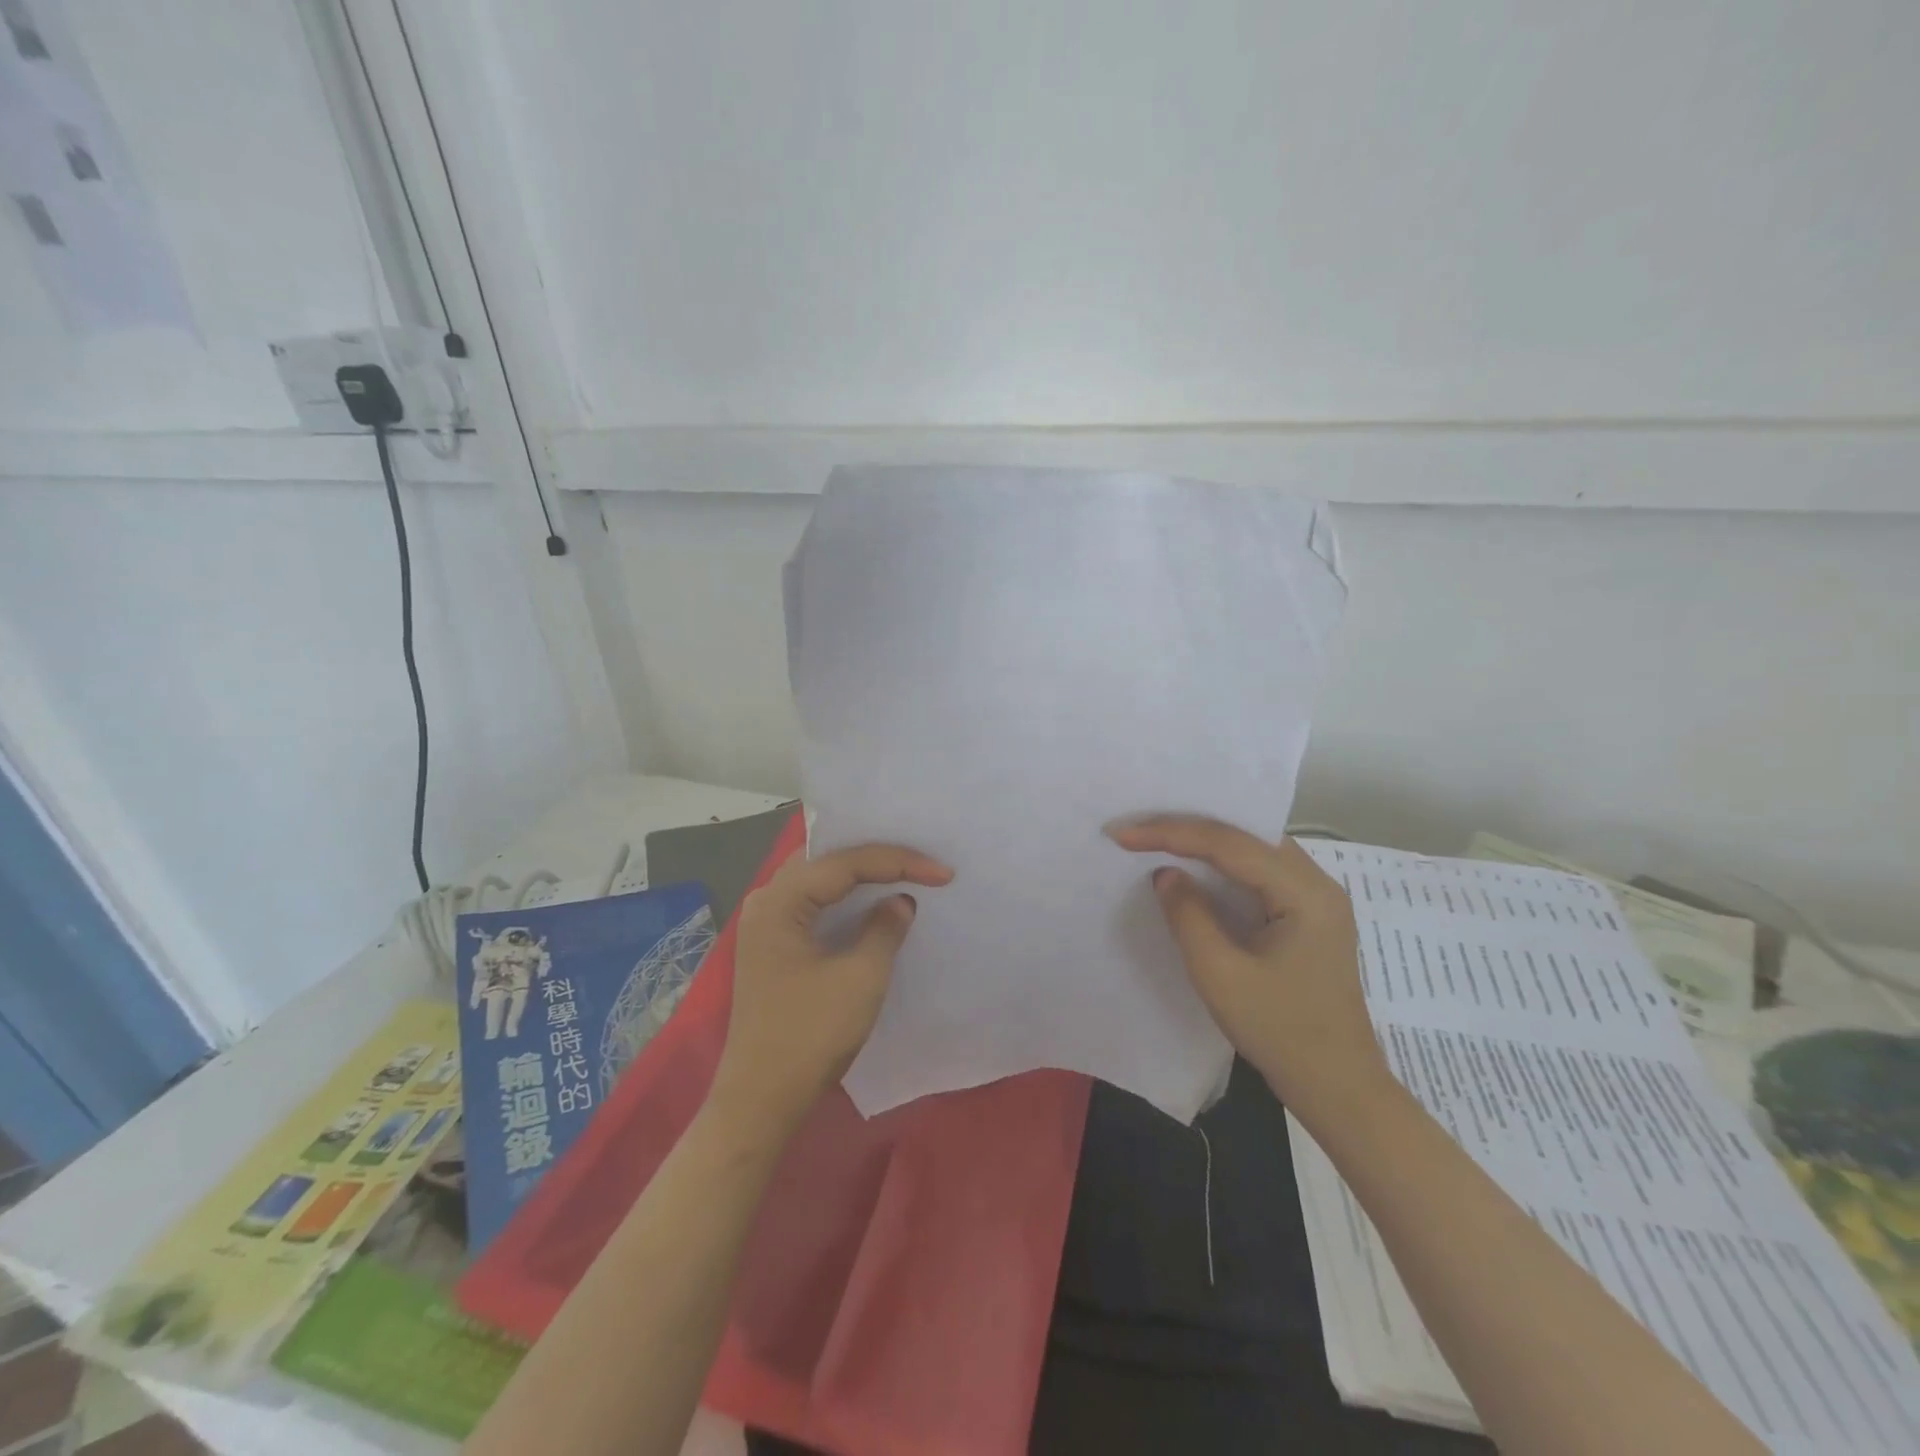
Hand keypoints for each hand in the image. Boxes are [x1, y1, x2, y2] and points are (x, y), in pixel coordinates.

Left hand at [708, 843, 952, 1136]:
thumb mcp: (861, 978)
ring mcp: (765, 924)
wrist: (761, 1099)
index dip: (898, 861)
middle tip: (920, 859)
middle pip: (826, 859)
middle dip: (875, 856)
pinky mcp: (772, 946)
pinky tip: (868, 901)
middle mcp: (766, 901)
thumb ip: (885, 929)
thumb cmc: (810, 1035)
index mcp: (780, 901)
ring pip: (817, 878)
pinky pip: (812, 902)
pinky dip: (843, 897)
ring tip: (901, 870)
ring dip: (858, 874)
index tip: (943, 873)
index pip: (845, 862)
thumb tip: (900, 901)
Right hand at [1107, 815, 1391, 1126]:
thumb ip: (1188, 916)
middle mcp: (1318, 883)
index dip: (1171, 833)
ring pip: (1253, 849)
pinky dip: (1223, 863)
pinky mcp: (1309, 915)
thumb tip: (1166, 873)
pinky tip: (1196, 866)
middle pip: (1246, 835)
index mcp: (1305, 893)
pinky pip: (1260, 871)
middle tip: (1137, 830)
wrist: (1337, 1087)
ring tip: (1157, 839)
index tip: (1123, 834)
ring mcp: (1317, 898)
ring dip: (1205, 842)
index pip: (1229, 844)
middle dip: (1188, 827)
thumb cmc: (1280, 1032)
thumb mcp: (1220, 975)